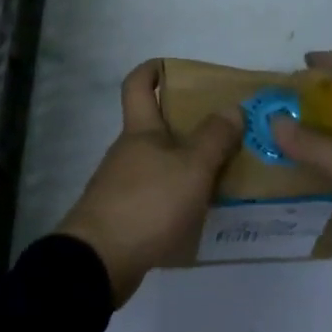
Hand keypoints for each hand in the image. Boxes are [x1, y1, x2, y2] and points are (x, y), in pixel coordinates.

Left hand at [56, 61, 239, 305]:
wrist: (99, 262)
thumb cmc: (148, 203)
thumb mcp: (192, 168)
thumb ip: (215, 138)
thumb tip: (232, 107)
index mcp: (140, 129)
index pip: (138, 84)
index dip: (154, 70)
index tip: (176, 69)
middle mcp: (128, 151)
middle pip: (155, 126)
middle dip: (187, 125)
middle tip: (225, 131)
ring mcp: (122, 185)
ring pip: (159, 163)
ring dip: (186, 165)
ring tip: (223, 177)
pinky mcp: (123, 217)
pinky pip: (156, 196)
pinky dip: (177, 198)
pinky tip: (200, 214)